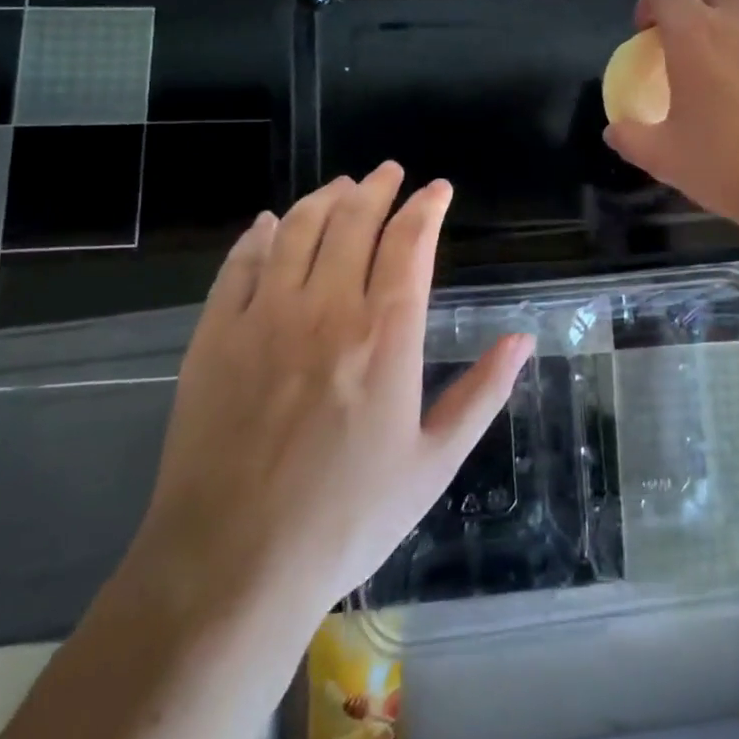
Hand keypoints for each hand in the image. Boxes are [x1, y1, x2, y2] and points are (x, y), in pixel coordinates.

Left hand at [130, 166, 532, 623]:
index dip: (426, 207)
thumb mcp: (434, 463)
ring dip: (323, 199)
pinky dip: (259, 235)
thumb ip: (482, 393)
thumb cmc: (347, 518)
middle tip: (389, 172)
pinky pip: (239, 265)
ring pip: (296, 230)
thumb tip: (523, 339)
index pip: (410, 243)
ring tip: (341, 186)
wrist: (231, 565)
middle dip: (376, 188)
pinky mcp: (215, 337)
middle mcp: (325, 309)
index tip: (437, 189)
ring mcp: (264, 318)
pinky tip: (267, 223)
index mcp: (385, 336)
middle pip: (353, 222)